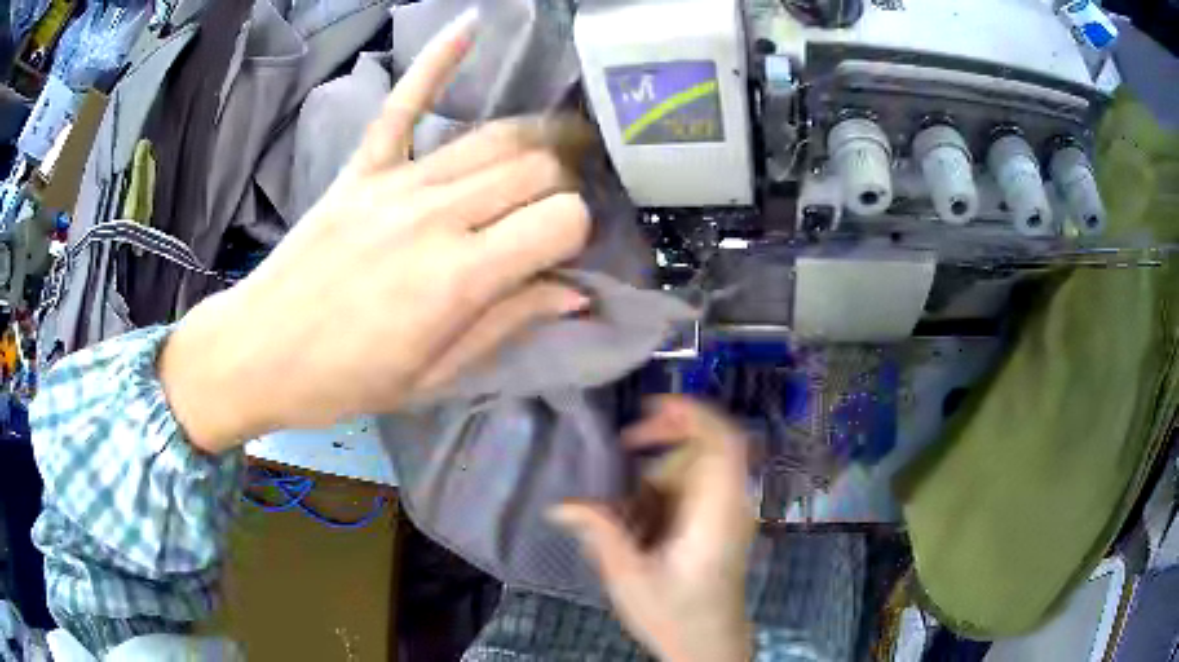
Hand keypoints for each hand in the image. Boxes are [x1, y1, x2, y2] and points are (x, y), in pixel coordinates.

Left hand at [159, 9, 592, 452]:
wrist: (258, 353)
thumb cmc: (344, 380)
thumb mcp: (434, 375)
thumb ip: (507, 323)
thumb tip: (575, 294)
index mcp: (459, 277)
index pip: (560, 218)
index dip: (578, 232)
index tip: (567, 252)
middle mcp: (435, 214)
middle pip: (536, 166)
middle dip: (564, 183)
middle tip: (559, 207)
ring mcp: (395, 183)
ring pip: (495, 136)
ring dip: (536, 140)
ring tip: (551, 152)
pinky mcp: (361, 168)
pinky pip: (405, 104)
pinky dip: (439, 62)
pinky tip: (472, 27)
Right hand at [550, 396, 754, 661]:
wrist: (708, 648)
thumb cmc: (676, 616)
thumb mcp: (631, 578)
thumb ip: (601, 534)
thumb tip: (560, 505)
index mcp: (717, 512)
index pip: (724, 441)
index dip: (694, 412)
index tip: (650, 405)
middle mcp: (730, 504)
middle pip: (707, 445)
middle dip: (664, 438)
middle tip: (624, 445)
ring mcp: (728, 514)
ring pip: (696, 467)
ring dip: (658, 474)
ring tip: (626, 506)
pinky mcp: (719, 525)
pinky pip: (693, 489)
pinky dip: (663, 493)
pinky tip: (640, 522)